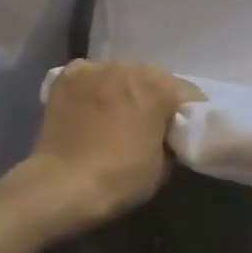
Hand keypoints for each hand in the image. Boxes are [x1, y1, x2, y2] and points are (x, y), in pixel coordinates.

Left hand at [8, 60, 201, 235]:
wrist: (61, 185)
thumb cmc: (119, 178)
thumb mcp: (162, 167)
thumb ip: (170, 140)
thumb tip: (165, 133)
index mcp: (159, 87)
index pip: (189, 93)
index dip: (190, 114)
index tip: (184, 132)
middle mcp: (130, 67)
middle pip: (153, 79)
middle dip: (154, 98)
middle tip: (148, 124)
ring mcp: (95, 68)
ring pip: (120, 74)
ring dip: (123, 90)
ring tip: (115, 115)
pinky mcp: (67, 76)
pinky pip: (90, 75)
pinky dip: (93, 87)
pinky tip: (88, 106)